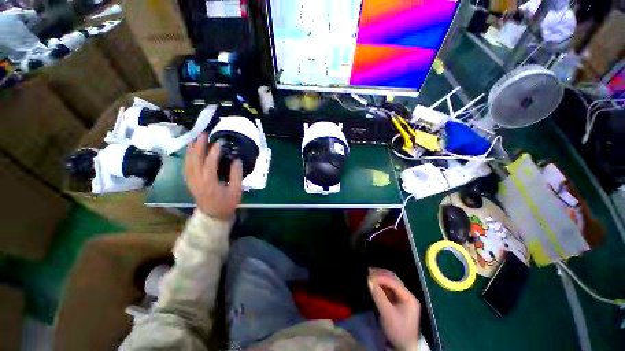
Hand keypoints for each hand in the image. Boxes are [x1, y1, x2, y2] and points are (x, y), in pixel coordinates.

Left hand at [184, 133, 242, 220]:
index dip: (214, 153)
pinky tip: (190, 151)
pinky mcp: (189, 182)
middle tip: (203, 135)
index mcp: (209, 184)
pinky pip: (186, 167)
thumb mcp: (236, 191)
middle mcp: (197, 181)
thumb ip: (236, 175)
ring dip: (191, 149)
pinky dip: (188, 157)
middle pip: (194, 160)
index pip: (209, 164)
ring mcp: (191, 182)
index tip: (219, 143)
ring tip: (195, 138)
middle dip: (198, 146)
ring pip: (188, 162)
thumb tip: (236, 160)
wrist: (213, 216)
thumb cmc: (226, 204)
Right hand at [368, 268, 420, 350]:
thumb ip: (378, 296)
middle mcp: (407, 295)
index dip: (380, 277)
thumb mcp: (387, 314)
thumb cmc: (398, 331)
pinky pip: (390, 289)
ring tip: (370, 274)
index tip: (368, 276)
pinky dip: (382, 285)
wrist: (405, 348)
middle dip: (381, 274)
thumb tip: (368, 280)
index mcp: (409, 297)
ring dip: (381, 278)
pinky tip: (375, 283)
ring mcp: (404, 298)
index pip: (393, 281)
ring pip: (391, 283)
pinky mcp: (399, 303)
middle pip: (394, 279)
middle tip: (368, 271)